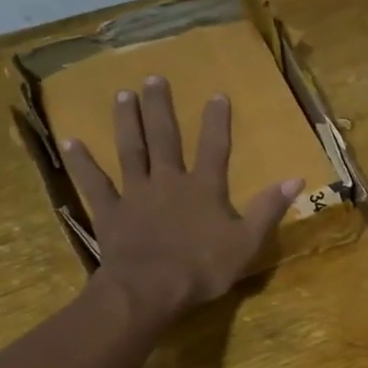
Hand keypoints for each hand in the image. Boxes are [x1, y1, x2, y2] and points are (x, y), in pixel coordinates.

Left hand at [61, 76, 302, 323]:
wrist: (150, 290)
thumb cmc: (202, 268)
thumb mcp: (246, 242)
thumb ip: (268, 209)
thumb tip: (295, 178)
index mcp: (203, 189)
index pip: (214, 147)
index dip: (217, 121)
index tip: (216, 94)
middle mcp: (168, 181)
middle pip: (164, 138)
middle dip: (161, 108)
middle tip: (154, 78)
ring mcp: (135, 195)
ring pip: (130, 151)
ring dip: (126, 122)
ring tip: (121, 94)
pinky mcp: (110, 213)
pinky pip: (94, 184)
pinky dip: (83, 164)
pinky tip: (71, 142)